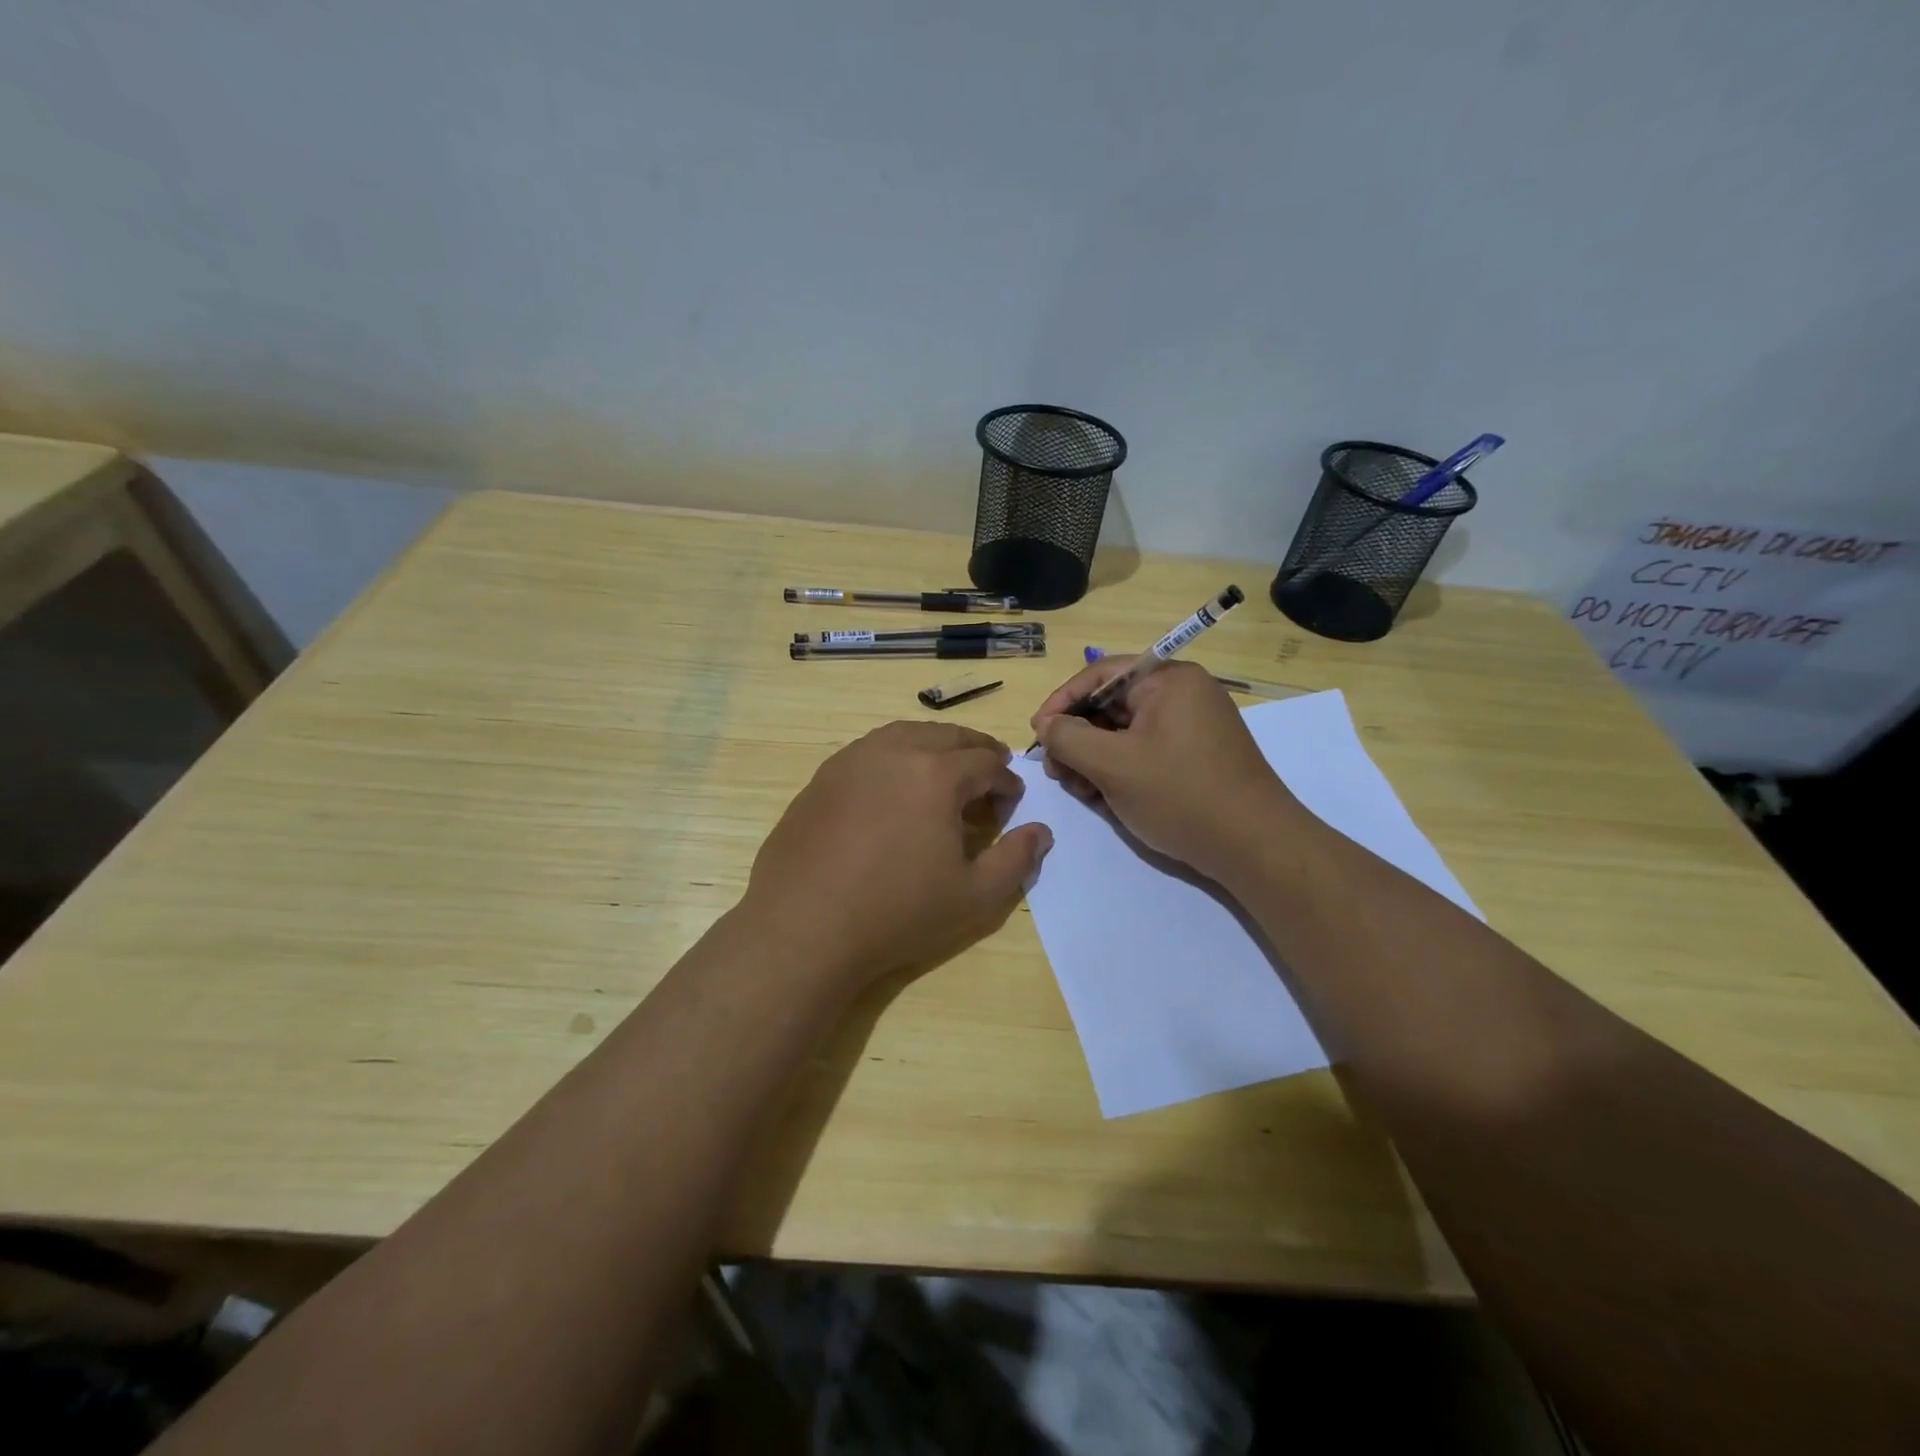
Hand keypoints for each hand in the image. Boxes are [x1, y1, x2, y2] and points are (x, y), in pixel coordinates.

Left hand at [742, 721, 1052, 991]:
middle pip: (948, 736)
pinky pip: (871, 750)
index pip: (987, 763)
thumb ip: (1017, 859)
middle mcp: (896, 751)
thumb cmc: (897, 912)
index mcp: (937, 773)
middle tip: (990, 772)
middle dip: (977, 751)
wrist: (804, 927)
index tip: (1012, 805)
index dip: (1007, 783)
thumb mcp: (975, 897)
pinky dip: (896, 755)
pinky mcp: (824, 776)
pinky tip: (895, 784)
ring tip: (946, 769)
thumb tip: (1040, 832)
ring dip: (935, 746)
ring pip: (907, 734)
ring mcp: (853, 759)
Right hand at [1031, 657, 1304, 881]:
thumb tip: (1047, 726)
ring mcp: (1191, 726)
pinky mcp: (1194, 757)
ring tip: (1079, 789)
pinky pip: (1144, 751)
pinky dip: (1119, 769)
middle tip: (1056, 771)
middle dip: (1077, 737)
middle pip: (1110, 705)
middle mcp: (1182, 694)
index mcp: (1168, 680)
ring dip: (1094, 758)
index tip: (1036, 735)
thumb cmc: (1180, 795)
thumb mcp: (1112, 765)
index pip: (1099, 675)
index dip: (1061, 703)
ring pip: (1124, 732)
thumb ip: (1068, 738)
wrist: (1254, 847)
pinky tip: (1104, 798)